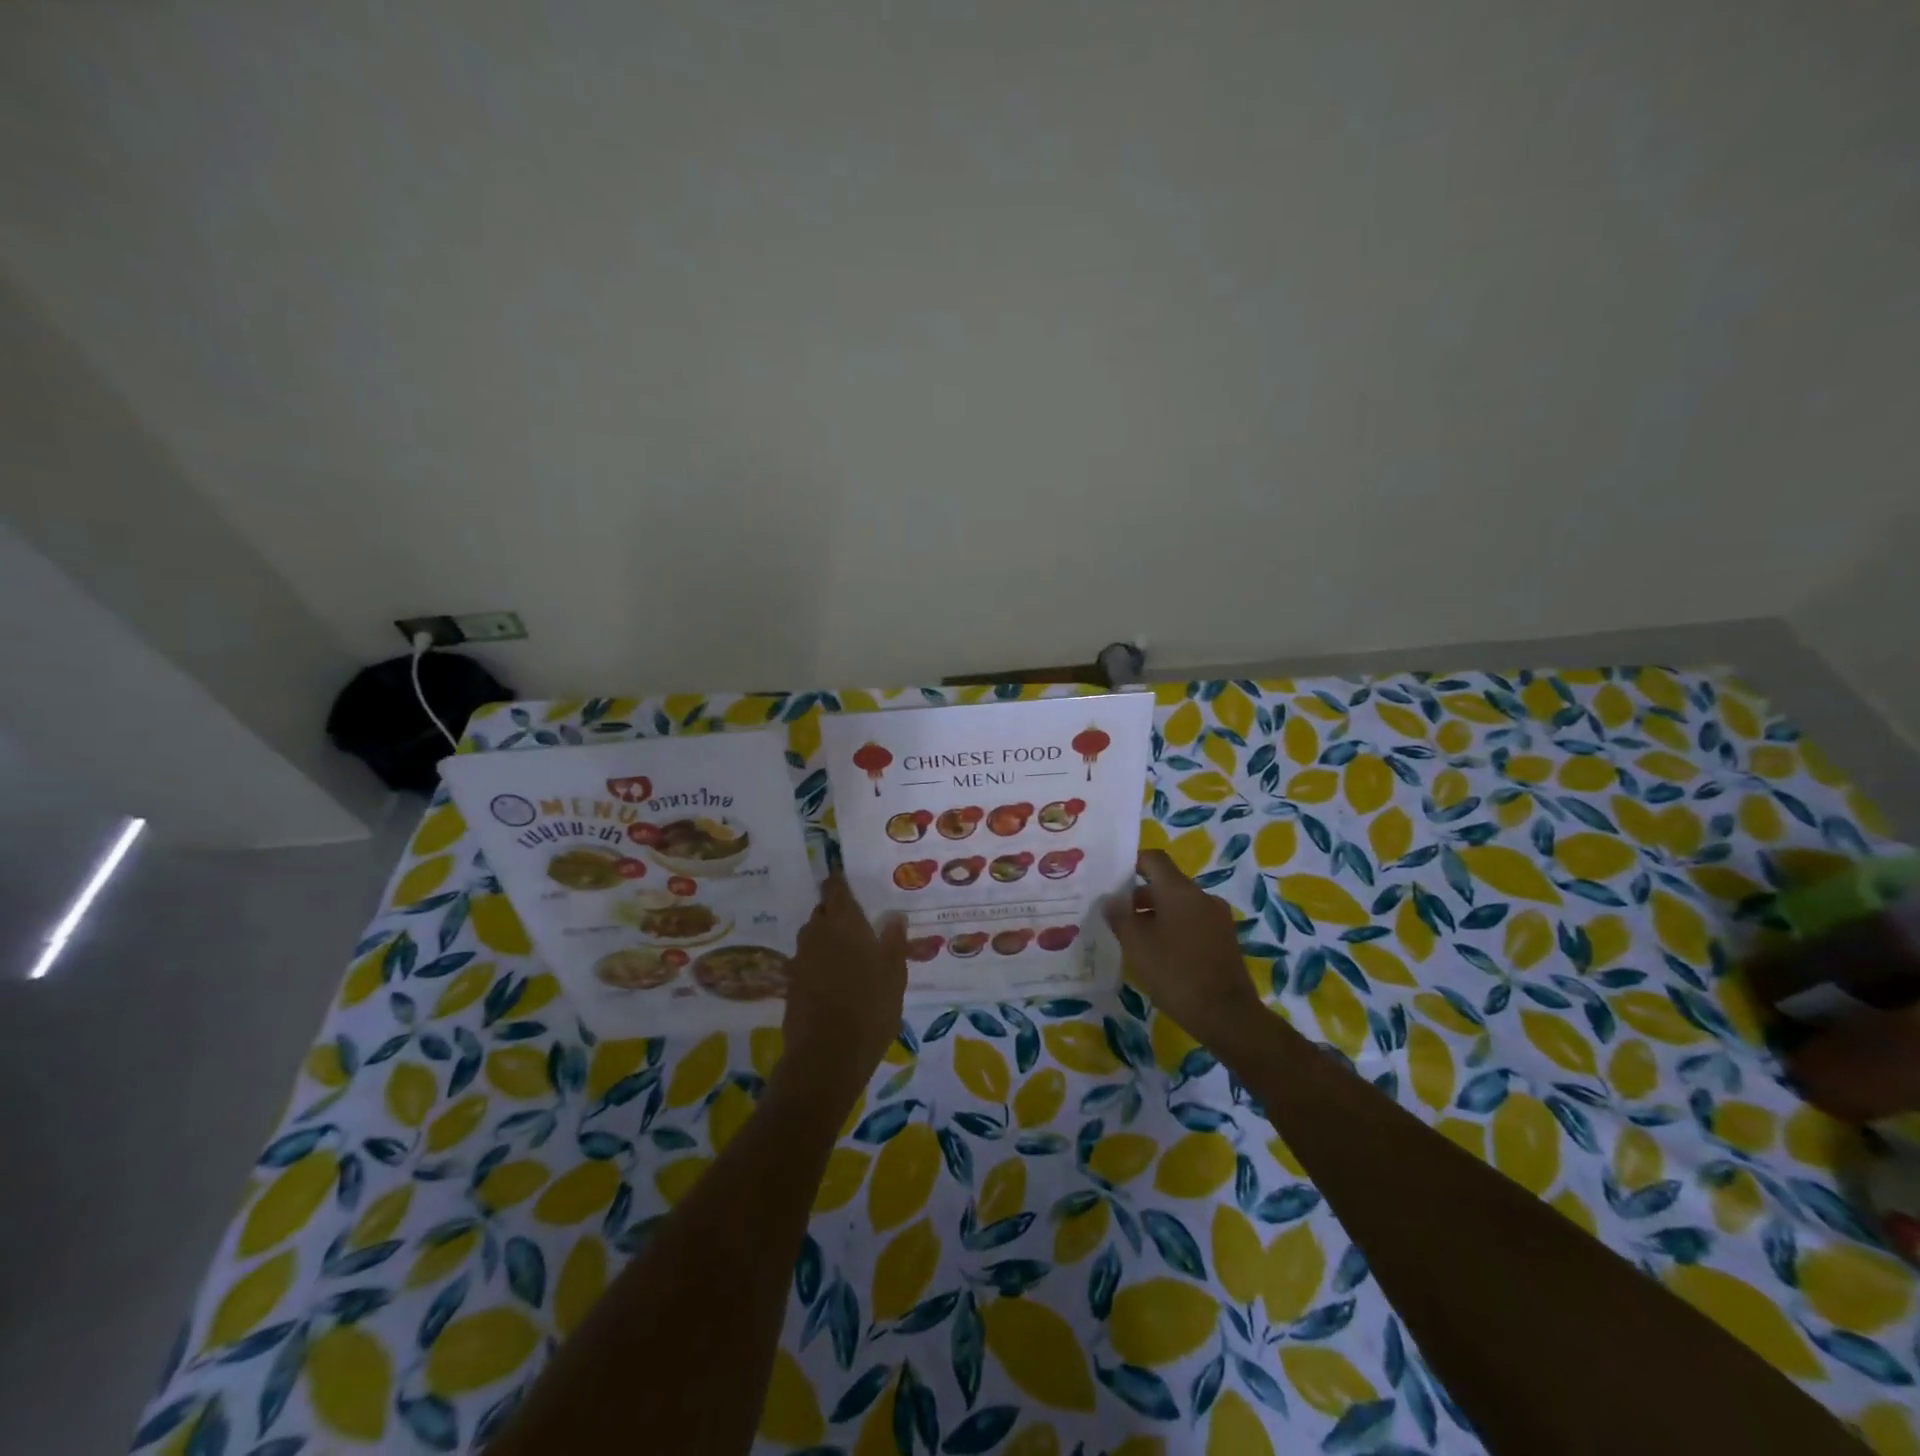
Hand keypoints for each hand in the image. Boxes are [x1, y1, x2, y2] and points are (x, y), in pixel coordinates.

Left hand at [778, 875, 908, 1103]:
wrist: (826, 1056)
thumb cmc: (870, 1008)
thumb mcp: (894, 974)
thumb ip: (893, 942)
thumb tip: (894, 916)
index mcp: (843, 922)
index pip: (835, 889)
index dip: (839, 882)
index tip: (845, 879)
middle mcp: (817, 933)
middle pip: (822, 912)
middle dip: (835, 913)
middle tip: (856, 922)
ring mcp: (800, 959)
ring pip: (813, 937)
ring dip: (827, 938)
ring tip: (848, 952)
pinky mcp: (791, 984)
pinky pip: (808, 962)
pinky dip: (819, 962)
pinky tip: (835, 979)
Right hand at [1103, 849, 1265, 1045]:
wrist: (1227, 1015)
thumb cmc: (1176, 974)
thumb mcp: (1137, 945)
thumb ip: (1120, 917)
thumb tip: (1110, 899)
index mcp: (1180, 890)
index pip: (1154, 859)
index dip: (1131, 863)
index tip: (1111, 879)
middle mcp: (1202, 896)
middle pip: (1166, 883)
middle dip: (1139, 895)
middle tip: (1116, 915)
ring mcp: (1217, 917)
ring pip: (1179, 904)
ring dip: (1156, 914)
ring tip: (1135, 938)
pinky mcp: (1225, 938)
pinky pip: (1193, 921)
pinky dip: (1174, 928)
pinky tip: (1160, 953)